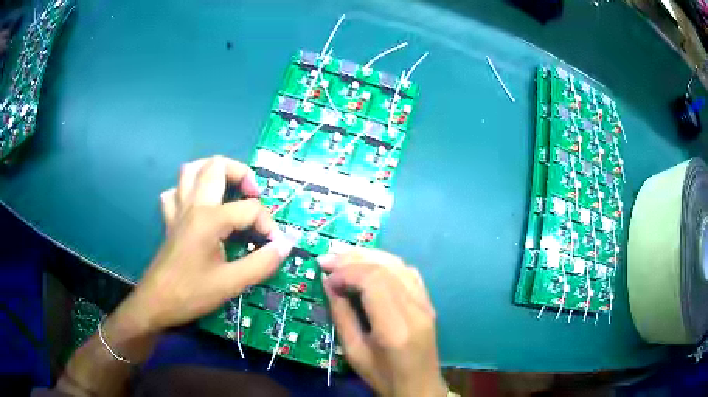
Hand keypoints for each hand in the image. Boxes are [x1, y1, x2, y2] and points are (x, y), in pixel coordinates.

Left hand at [115, 156, 292, 334]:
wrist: (156, 303)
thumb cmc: (191, 293)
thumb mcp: (232, 283)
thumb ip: (262, 263)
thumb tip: (285, 246)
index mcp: (210, 218)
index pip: (250, 209)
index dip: (268, 226)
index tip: (276, 246)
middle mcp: (193, 205)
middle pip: (217, 165)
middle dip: (242, 174)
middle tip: (253, 195)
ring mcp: (178, 210)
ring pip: (191, 170)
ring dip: (212, 171)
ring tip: (228, 187)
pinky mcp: (170, 220)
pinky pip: (176, 192)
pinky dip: (188, 190)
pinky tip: (198, 204)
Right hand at [319, 249, 446, 396]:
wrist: (419, 387)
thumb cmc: (383, 376)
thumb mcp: (354, 352)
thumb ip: (341, 315)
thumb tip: (329, 282)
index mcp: (396, 327)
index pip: (374, 281)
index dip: (346, 272)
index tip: (325, 276)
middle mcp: (416, 309)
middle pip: (385, 267)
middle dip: (353, 258)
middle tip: (327, 258)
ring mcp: (426, 303)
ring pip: (398, 264)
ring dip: (368, 256)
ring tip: (343, 257)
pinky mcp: (429, 302)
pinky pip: (407, 272)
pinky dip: (385, 263)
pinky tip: (369, 266)